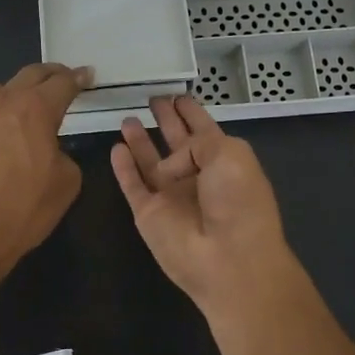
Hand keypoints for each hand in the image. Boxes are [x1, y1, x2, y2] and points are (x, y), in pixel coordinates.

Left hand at [0, 63, 90, 278]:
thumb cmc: (23, 210)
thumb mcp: (67, 184)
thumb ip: (63, 155)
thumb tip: (48, 150)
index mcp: (35, 110)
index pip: (62, 83)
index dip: (77, 78)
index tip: (85, 75)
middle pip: (27, 76)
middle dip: (47, 76)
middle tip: (57, 80)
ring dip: (7, 99)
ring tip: (11, 116)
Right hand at [111, 95, 300, 319]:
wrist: (227, 258)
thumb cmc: (238, 202)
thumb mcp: (229, 154)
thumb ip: (197, 142)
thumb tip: (169, 165)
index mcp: (223, 160)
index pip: (204, 129)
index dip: (191, 112)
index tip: (178, 95)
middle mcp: (197, 176)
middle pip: (177, 142)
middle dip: (166, 120)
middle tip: (152, 99)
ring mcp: (171, 196)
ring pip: (150, 162)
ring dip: (140, 141)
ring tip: (127, 118)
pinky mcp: (148, 213)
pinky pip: (132, 185)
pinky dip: (123, 167)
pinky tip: (116, 148)